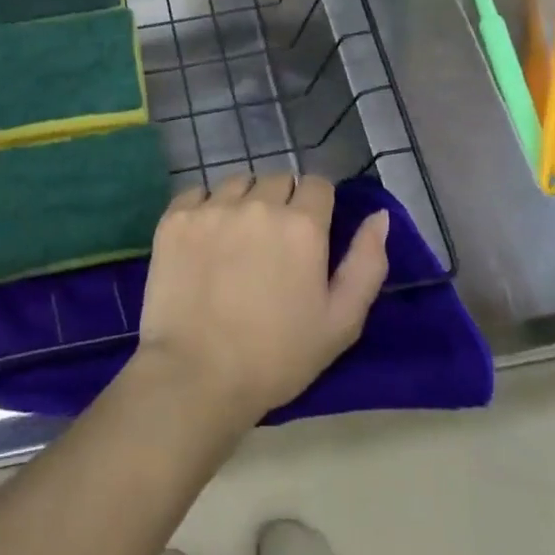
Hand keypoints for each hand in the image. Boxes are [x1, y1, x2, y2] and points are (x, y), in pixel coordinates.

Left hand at [133, 174, 388, 431]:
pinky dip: (204, 208)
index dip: (317, 205)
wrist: (197, 374)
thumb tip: (379, 216)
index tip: (310, 233)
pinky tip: (204, 240)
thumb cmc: (277, 356)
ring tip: (237, 240)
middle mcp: (257, 204)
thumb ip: (367, 264)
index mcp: (302, 225)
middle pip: (277, 180)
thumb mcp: (341, 322)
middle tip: (273, 244)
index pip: (318, 184)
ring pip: (237, 182)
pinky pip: (197, 193)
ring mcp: (212, 207)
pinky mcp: (175, 217)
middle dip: (282, 202)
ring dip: (243, 201)